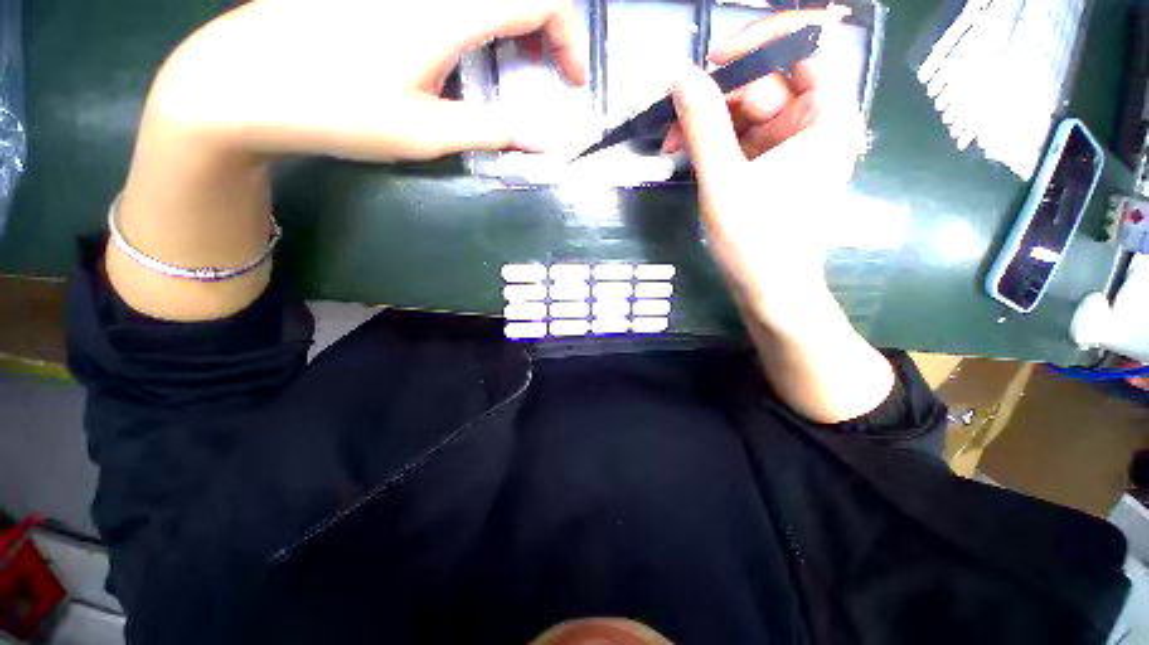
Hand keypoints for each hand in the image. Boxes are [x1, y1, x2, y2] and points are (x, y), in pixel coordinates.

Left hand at [112, 0, 586, 321]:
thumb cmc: (339, 109)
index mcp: (447, 8)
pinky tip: (467, 51)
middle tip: (545, 76)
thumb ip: (493, 131)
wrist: (245, 83)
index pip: (538, 1)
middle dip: (545, 32)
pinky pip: (450, 0)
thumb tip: (541, 141)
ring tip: (514, 67)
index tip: (573, 82)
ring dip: (513, 25)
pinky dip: (479, 21)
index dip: (568, 38)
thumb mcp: (429, 132)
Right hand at [665, 9, 864, 328]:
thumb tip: (679, 74)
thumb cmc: (756, 241)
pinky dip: (712, 144)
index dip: (759, 43)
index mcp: (826, 117)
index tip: (713, 61)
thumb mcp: (724, 181)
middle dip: (716, 96)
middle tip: (673, 114)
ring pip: (747, 112)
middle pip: (767, 83)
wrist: (768, 291)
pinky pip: (741, 139)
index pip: (805, 46)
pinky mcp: (771, 167)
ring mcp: (791, 147)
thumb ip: (703, 124)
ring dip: (706, 123)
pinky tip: (684, 154)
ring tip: (669, 142)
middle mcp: (815, 123)